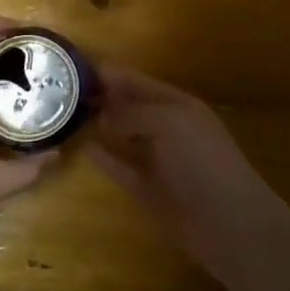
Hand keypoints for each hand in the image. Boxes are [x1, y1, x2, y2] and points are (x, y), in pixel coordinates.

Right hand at [85, 66, 274, 276]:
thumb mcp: (168, 123)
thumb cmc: (203, 162)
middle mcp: (167, 128)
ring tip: (66, 115)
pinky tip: (83, 147)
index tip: (75, 67)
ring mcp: (157, 160)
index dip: (111, 74)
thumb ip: (133, 113)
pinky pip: (121, 168)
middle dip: (102, 97)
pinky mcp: (148, 190)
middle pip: (129, 107)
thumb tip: (103, 114)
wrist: (229, 223)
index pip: (139, 82)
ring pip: (123, 136)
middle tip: (61, 92)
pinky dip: (104, 158)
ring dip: (100, 125)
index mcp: (178, 105)